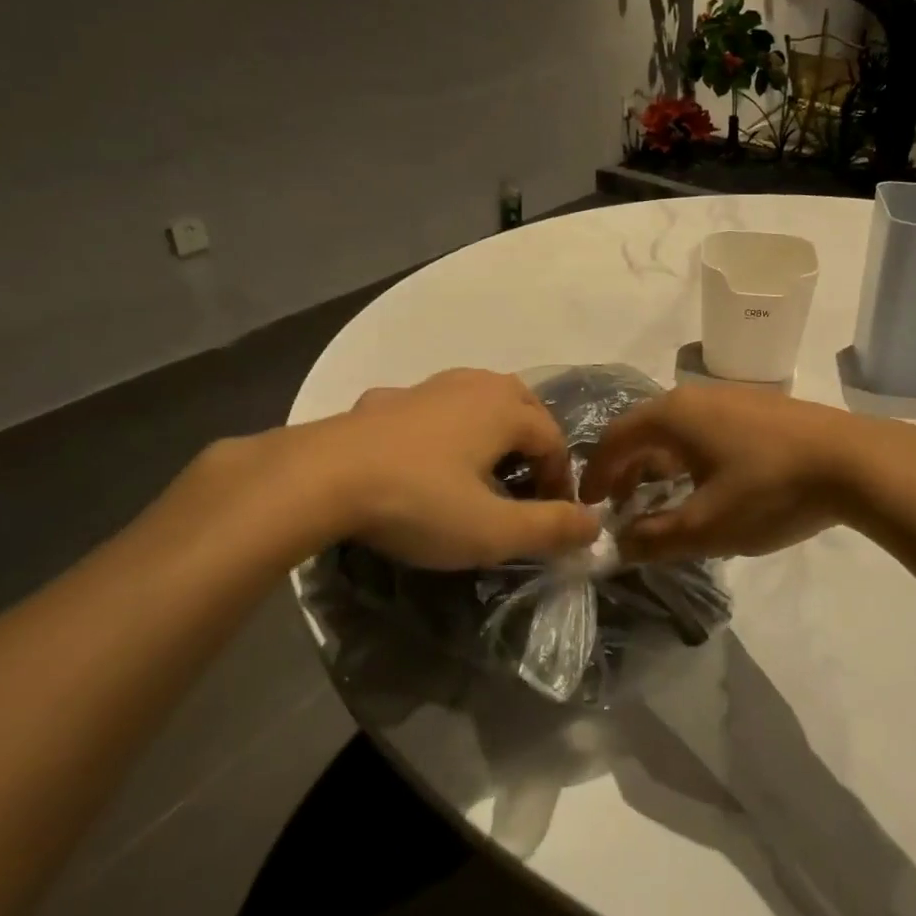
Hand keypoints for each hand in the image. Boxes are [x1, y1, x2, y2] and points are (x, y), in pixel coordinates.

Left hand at [328, 369, 598, 568]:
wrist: (321, 478)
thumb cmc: (419, 502)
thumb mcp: (492, 530)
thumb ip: (550, 528)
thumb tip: (595, 525)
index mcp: (505, 408)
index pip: (554, 440)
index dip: (561, 481)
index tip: (553, 518)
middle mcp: (473, 384)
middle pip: (523, 407)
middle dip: (533, 446)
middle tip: (527, 488)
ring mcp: (427, 386)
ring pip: (478, 400)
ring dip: (492, 431)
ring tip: (483, 469)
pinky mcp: (387, 399)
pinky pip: (433, 408)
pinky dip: (444, 428)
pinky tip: (425, 457)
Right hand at [578, 382, 874, 561]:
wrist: (855, 462)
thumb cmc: (770, 489)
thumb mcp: (706, 526)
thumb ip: (654, 538)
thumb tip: (620, 544)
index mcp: (673, 415)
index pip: (616, 438)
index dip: (596, 474)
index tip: (589, 506)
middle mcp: (696, 396)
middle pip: (644, 430)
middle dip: (627, 470)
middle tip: (622, 507)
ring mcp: (731, 397)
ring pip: (678, 430)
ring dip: (660, 465)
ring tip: (663, 500)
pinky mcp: (760, 408)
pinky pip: (706, 430)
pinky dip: (690, 457)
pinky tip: (709, 485)